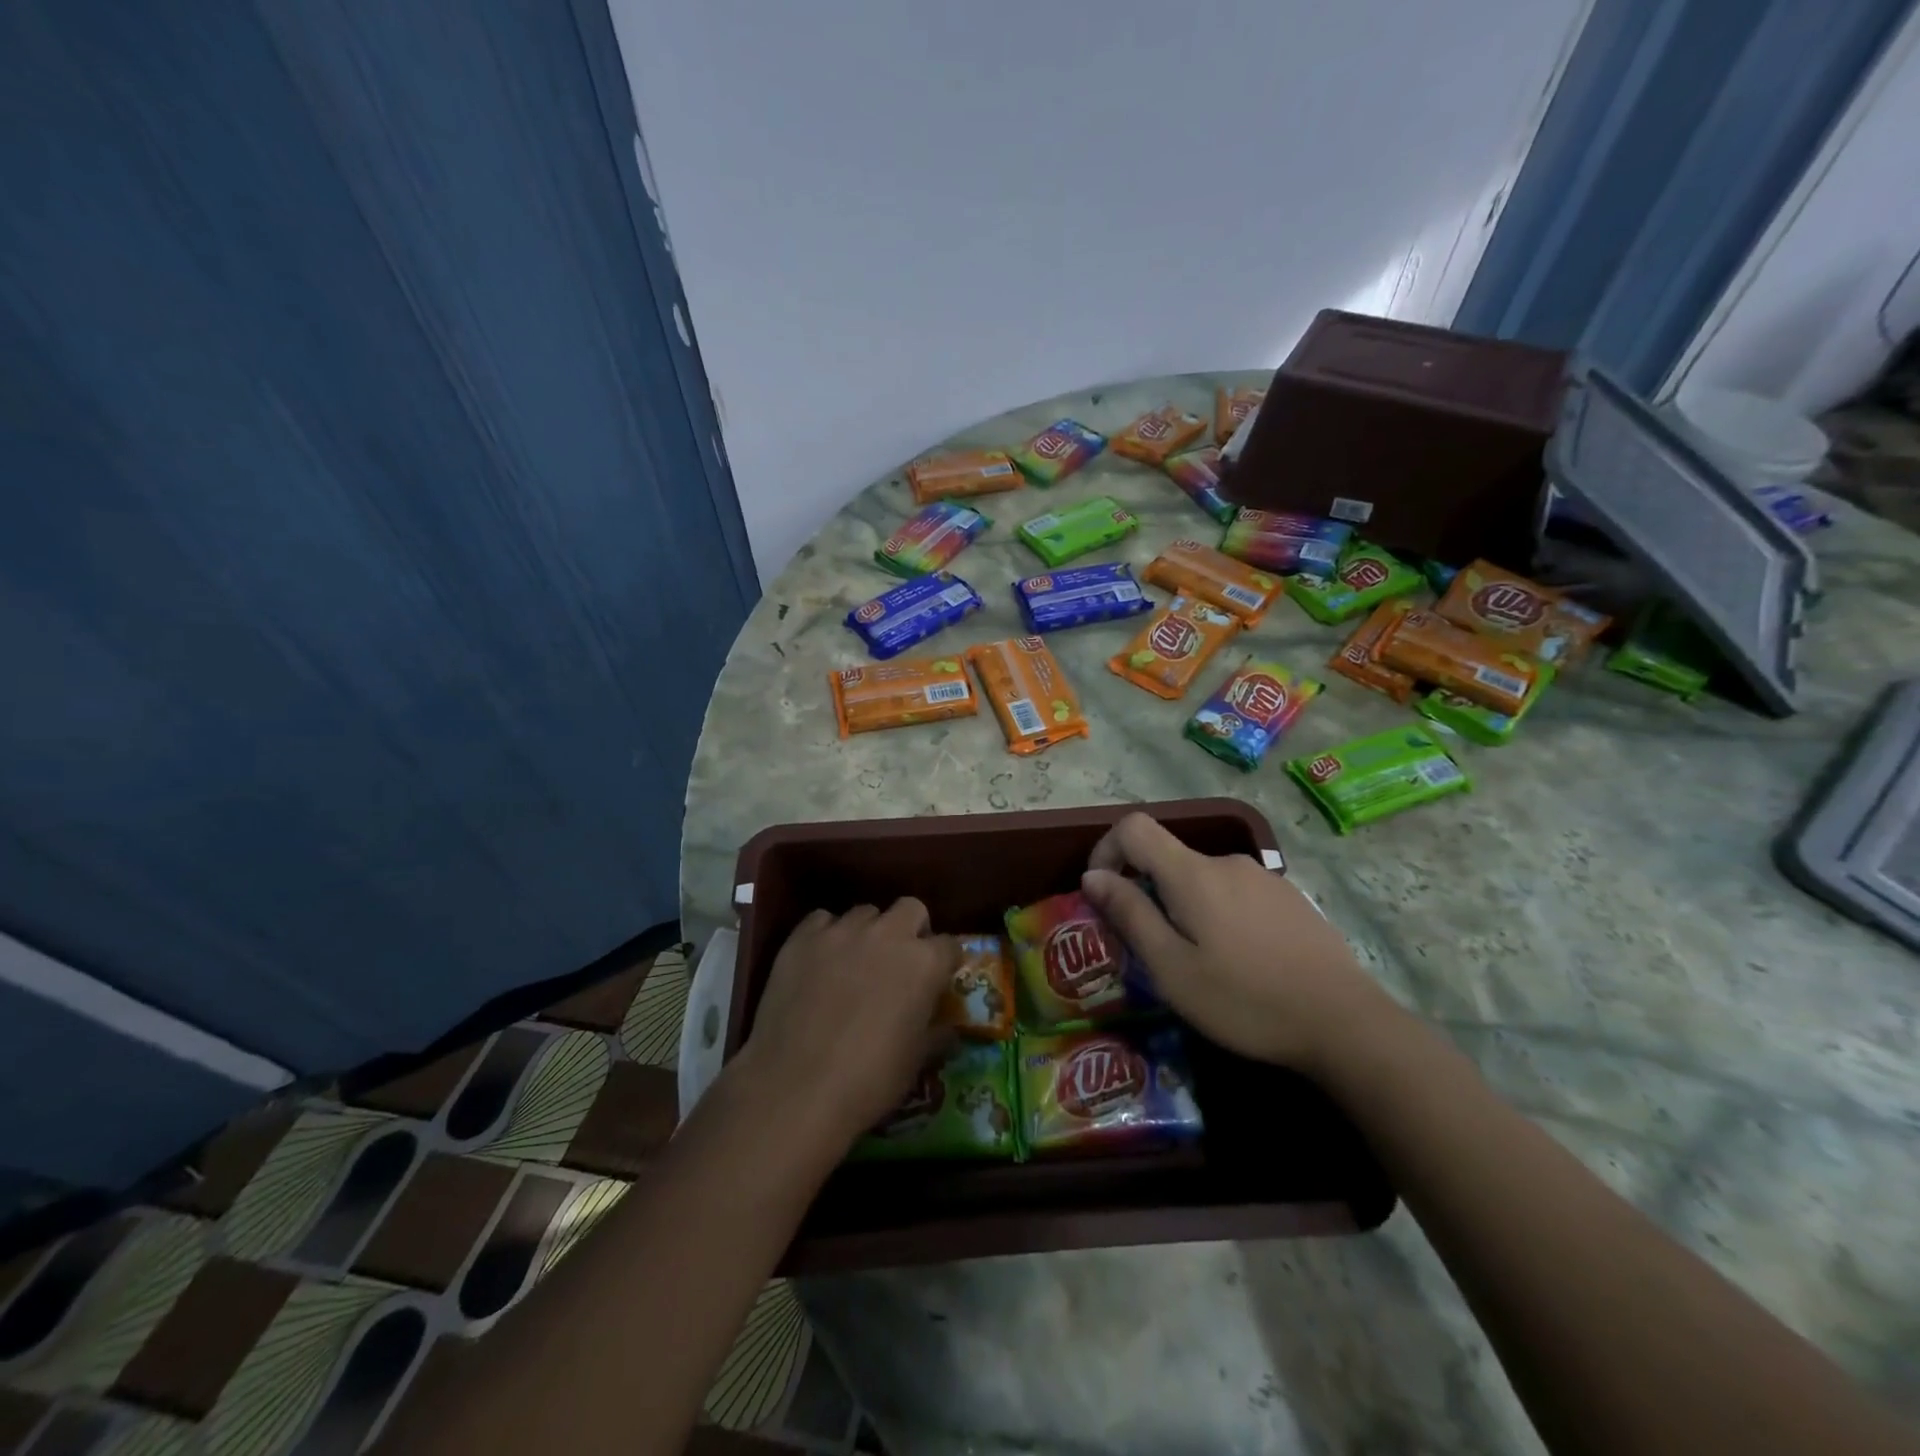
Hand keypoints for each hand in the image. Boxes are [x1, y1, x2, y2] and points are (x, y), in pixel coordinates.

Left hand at [734, 899, 959, 1153]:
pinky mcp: (802, 937)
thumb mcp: (916, 1062)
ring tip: (854, 962)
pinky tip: (819, 962)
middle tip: (899, 962)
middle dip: (911, 929)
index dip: (944, 962)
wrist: (795, 1089)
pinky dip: (826, 935)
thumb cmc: (869, 1081)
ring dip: (868, 932)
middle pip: (910, 909)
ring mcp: (842, 931)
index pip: (950, 944)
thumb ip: (936, 1033)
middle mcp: (888, 934)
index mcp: (924, 963)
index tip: (937, 979)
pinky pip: (821, 920)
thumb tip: (947, 1027)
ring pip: (865, 913)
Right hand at [1081, 813, 1397, 1075]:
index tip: (1102, 891)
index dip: (1106, 849)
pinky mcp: (1289, 898)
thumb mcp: (1172, 969)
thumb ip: (1130, 915)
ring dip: (1184, 906)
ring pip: (1202, 878)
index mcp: (1192, 873)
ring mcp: (1263, 877)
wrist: (1346, 1023)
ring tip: (1198, 961)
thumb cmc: (1246, 1000)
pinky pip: (1235, 892)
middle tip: (1151, 947)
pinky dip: (1218, 913)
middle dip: (1146, 890)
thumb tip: (1093, 876)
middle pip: (1169, 857)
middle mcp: (1226, 862)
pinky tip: (1240, 960)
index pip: (1134, 827)